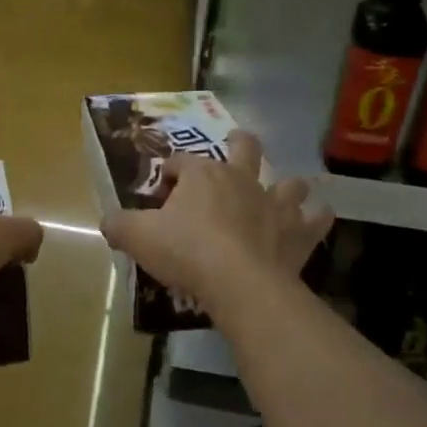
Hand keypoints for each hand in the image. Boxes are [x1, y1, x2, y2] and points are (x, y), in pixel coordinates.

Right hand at [100, 130, 331, 316]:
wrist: (239, 283)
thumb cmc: (186, 251)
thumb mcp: (139, 237)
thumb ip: (120, 225)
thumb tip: (107, 222)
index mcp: (202, 175)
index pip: (181, 161)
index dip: (169, 172)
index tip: (162, 191)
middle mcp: (241, 180)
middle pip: (245, 148)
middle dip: (240, 143)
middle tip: (236, 144)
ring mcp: (274, 204)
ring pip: (288, 182)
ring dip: (287, 185)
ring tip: (285, 191)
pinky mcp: (298, 233)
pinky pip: (316, 219)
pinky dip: (318, 217)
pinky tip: (319, 217)